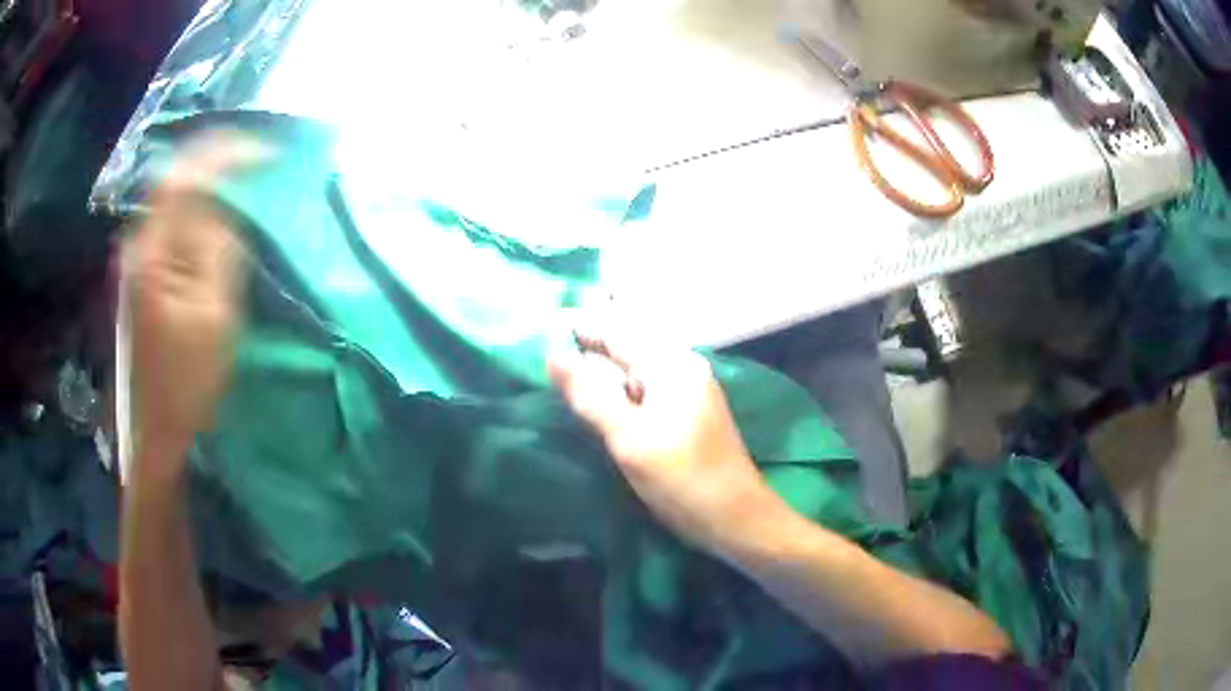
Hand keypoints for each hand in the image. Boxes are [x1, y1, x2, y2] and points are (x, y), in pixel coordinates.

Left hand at [126, 135, 262, 461]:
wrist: (157, 426)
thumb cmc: (187, 380)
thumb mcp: (213, 315)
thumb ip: (218, 251)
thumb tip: (225, 209)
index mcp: (152, 254)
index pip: (185, 179)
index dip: (225, 156)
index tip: (267, 152)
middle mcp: (140, 244)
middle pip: (177, 179)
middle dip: (218, 158)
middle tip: (259, 154)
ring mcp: (139, 258)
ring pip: (175, 198)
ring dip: (210, 179)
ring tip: (246, 172)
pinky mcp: (146, 272)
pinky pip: (174, 222)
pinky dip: (200, 206)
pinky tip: (220, 210)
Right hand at [548, 324, 780, 552]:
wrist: (735, 518)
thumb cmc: (682, 479)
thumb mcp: (629, 438)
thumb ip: (590, 395)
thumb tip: (552, 355)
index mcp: (670, 364)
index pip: (616, 330)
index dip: (578, 327)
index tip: (539, 330)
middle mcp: (682, 367)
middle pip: (626, 346)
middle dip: (587, 349)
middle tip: (544, 360)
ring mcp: (687, 390)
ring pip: (633, 369)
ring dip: (600, 372)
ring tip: (562, 379)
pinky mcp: (686, 412)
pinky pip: (644, 388)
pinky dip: (618, 391)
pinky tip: (598, 403)